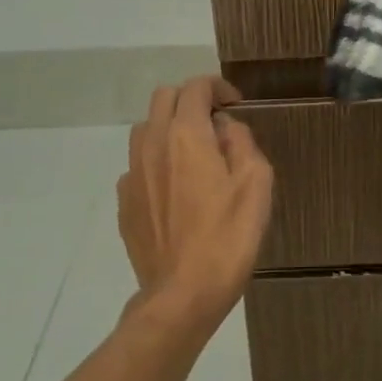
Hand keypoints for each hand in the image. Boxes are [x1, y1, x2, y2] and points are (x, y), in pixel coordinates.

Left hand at [117, 76, 273, 333]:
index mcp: (187, 135)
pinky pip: (138, 165)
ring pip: (146, 129)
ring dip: (170, 128)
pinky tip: (175, 190)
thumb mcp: (256, 184)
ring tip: (194, 154)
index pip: (195, 88)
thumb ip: (242, 142)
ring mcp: (133, 174)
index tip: (235, 104)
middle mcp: (153, 145)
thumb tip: (225, 127)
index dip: (217, 87)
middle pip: (164, 98)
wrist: (183, 293)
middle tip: (215, 123)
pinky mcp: (125, 202)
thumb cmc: (228, 237)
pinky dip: (157, 162)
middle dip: (190, 100)